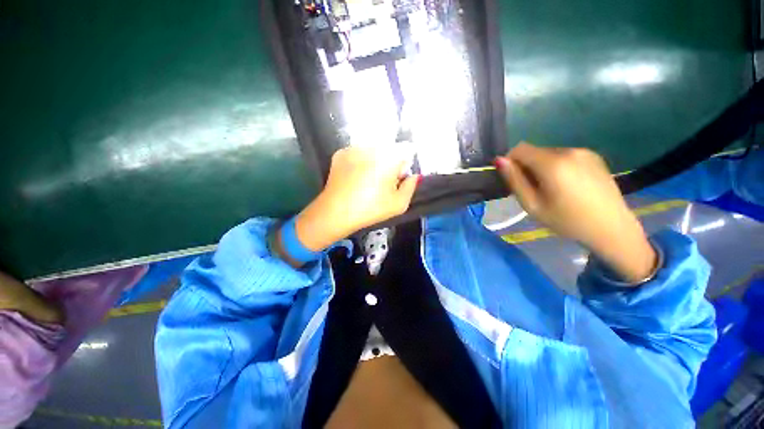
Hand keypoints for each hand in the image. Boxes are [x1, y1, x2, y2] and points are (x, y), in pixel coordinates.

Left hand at [295, 147, 419, 251]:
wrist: (336, 212)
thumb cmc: (370, 209)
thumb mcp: (399, 204)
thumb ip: (411, 186)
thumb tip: (412, 176)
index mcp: (390, 156)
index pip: (407, 149)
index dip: (405, 164)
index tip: (399, 177)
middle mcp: (372, 146)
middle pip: (389, 149)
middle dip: (391, 162)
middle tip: (383, 182)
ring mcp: (354, 147)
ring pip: (373, 150)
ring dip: (375, 161)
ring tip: (367, 181)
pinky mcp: (341, 153)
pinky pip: (357, 154)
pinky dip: (360, 162)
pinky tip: (355, 178)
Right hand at [494, 143, 657, 282]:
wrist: (611, 228)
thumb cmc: (566, 221)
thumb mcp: (532, 205)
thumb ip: (515, 181)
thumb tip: (500, 160)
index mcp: (553, 163)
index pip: (520, 149)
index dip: (511, 162)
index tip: (514, 180)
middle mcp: (569, 151)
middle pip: (535, 151)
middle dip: (527, 166)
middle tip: (534, 190)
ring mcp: (584, 152)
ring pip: (549, 153)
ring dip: (542, 167)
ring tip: (552, 189)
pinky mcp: (594, 156)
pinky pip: (565, 156)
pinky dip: (557, 166)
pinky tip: (567, 185)